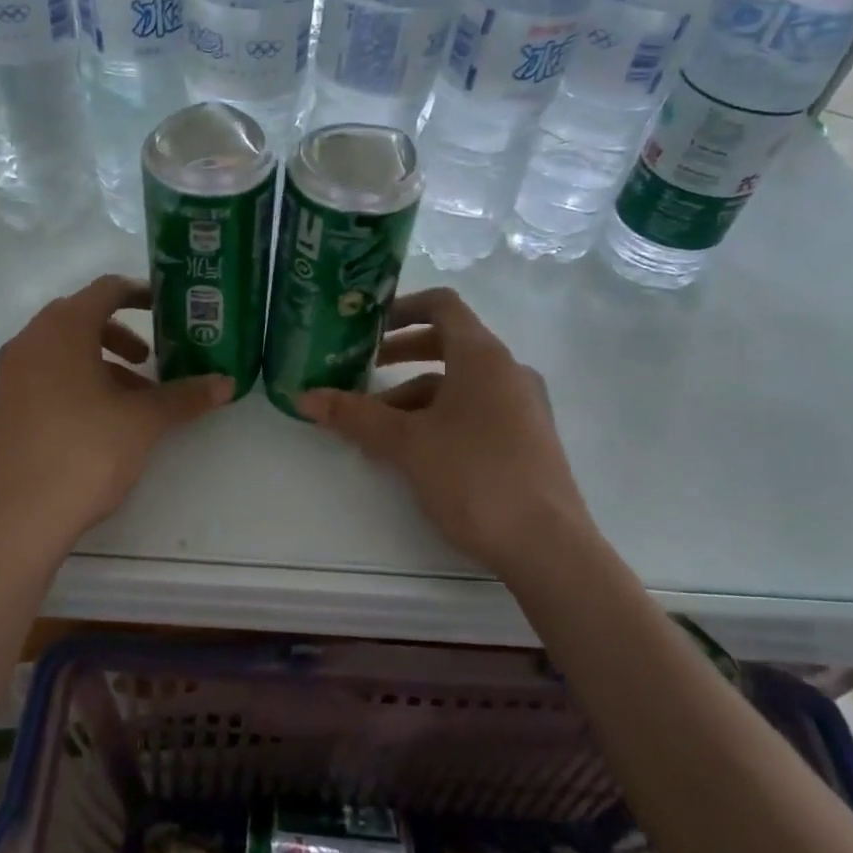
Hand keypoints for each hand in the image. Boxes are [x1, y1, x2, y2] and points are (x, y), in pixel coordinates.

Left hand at [0, 275, 231, 546]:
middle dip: (121, 334)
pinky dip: (77, 381)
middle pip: (80, 318)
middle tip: (150, 359)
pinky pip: (46, 375)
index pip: (105, 290)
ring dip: (101, 362)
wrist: (17, 516)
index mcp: (62, 330)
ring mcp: (11, 375)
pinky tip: (102, 421)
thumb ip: (185, 397)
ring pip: (63, 350)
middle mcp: (30, 342)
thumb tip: (226, 384)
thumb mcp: (143, 421)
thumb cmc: (85, 451)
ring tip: (134, 399)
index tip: (166, 308)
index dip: (139, 293)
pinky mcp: (5, 406)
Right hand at [298, 288, 596, 571]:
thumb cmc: (475, 477)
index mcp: (483, 357)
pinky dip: (439, 417)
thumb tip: (304, 397)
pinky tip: (413, 453)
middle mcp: (507, 371)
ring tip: (376, 430)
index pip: (442, 305)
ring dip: (413, 397)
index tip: (367, 326)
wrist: (548, 546)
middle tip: (361, 371)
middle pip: (447, 345)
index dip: (401, 308)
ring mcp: (522, 406)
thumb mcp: (407, 444)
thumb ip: (355, 416)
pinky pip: (474, 411)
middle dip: (399, 356)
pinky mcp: (526, 439)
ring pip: (458, 385)